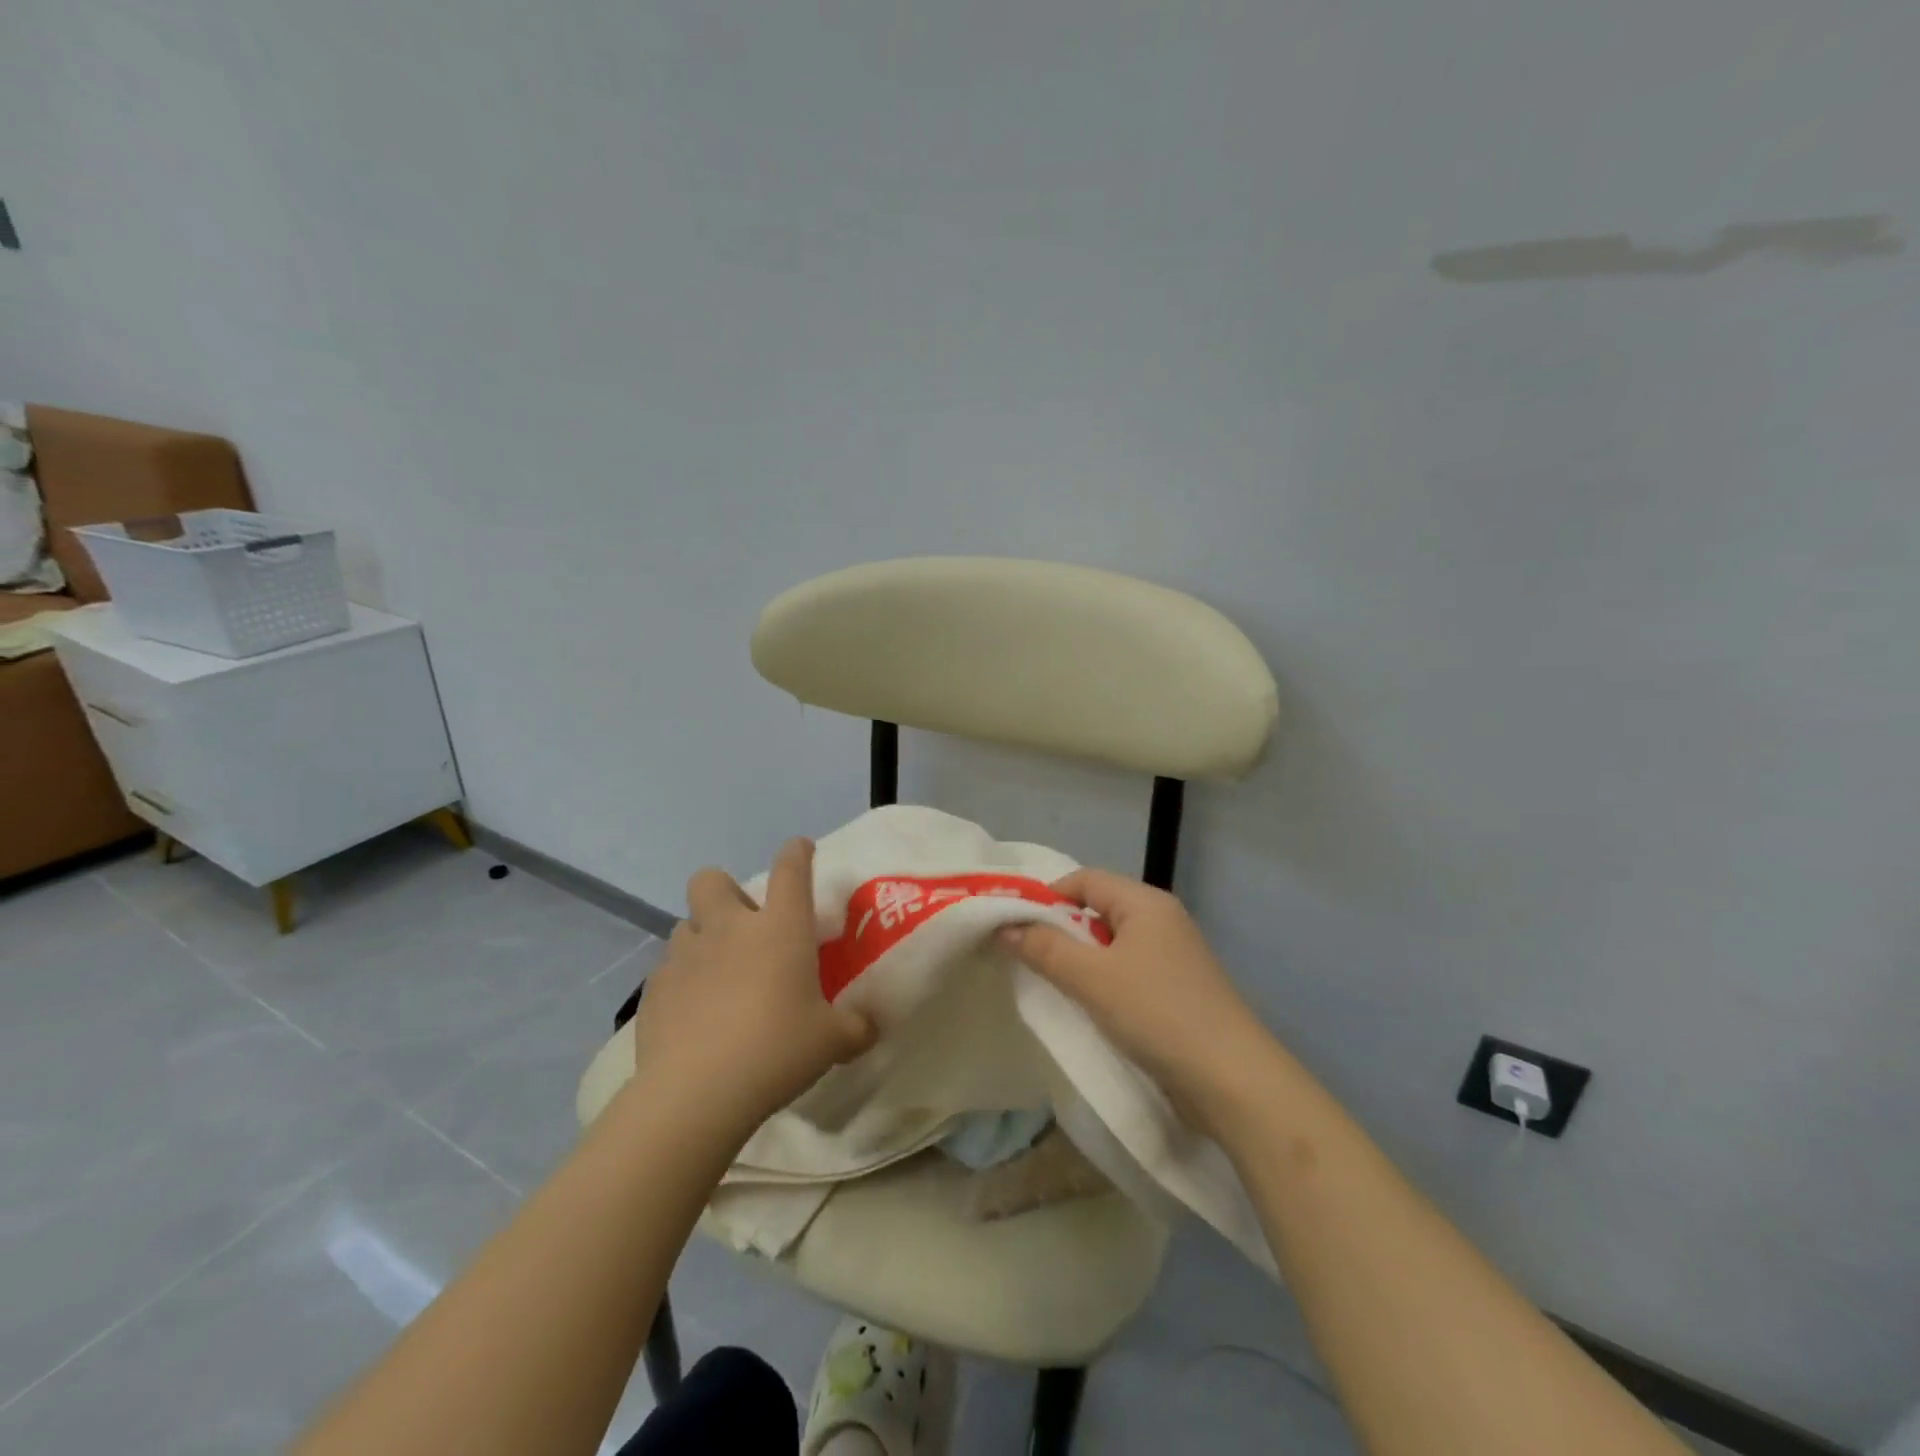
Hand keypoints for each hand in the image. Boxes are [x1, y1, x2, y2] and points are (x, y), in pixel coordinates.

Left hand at [630, 838, 874, 1133]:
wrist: (697, 1093)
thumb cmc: (777, 1050)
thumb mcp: (833, 1042)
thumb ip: (856, 1027)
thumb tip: (870, 1027)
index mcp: (780, 928)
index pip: (791, 869)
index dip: (797, 852)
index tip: (801, 849)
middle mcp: (729, 929)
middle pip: (711, 880)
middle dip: (724, 892)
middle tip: (743, 926)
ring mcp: (685, 956)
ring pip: (685, 925)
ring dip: (702, 939)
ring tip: (716, 975)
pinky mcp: (654, 990)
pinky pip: (667, 970)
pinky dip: (681, 982)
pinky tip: (692, 1014)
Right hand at [1000, 869, 1270, 1121]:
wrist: (1232, 1080)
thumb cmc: (1157, 1013)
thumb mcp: (1092, 978)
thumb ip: (1044, 949)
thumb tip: (1003, 928)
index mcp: (1146, 903)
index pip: (1085, 879)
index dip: (1047, 897)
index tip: (1014, 926)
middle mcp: (1161, 920)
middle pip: (1098, 910)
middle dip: (1060, 930)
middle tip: (1025, 956)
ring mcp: (1173, 957)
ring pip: (1111, 944)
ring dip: (1079, 960)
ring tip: (1051, 983)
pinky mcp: (1177, 991)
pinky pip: (1128, 971)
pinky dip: (1102, 981)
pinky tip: (1087, 1006)